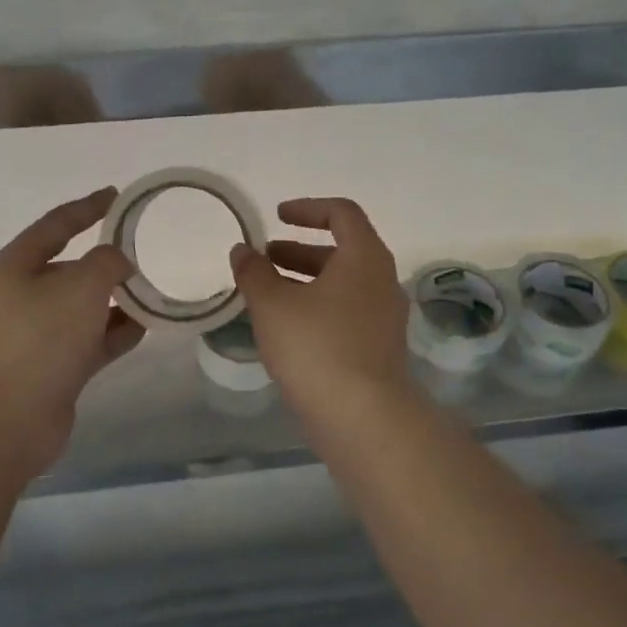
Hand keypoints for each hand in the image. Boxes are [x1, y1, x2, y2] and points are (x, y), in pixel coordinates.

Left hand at [0, 188, 144, 465]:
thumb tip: (119, 263)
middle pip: (72, 267)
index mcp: (18, 265)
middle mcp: (25, 295)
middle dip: (108, 259)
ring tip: (156, 288)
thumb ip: (108, 261)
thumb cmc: (41, 338)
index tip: (118, 196)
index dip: (88, 207)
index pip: (57, 224)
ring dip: (118, 299)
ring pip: (86, 306)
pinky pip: (93, 339)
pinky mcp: (56, 367)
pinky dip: (117, 331)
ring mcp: (40, 334)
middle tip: (146, 249)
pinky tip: (147, 326)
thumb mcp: (81, 284)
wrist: (10, 418)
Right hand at [228, 197, 412, 420]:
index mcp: (364, 257)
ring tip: (267, 294)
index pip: (342, 213)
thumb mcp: (273, 305)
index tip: (277, 216)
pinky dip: (317, 308)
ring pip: (342, 285)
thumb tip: (242, 250)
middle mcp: (382, 280)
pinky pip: (346, 313)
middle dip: (299, 250)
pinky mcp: (378, 348)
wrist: (363, 417)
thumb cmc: (317, 347)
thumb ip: (254, 272)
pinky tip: (287, 329)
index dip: (307, 208)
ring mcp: (384, 317)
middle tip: (265, 258)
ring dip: (305, 281)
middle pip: (342, 250)